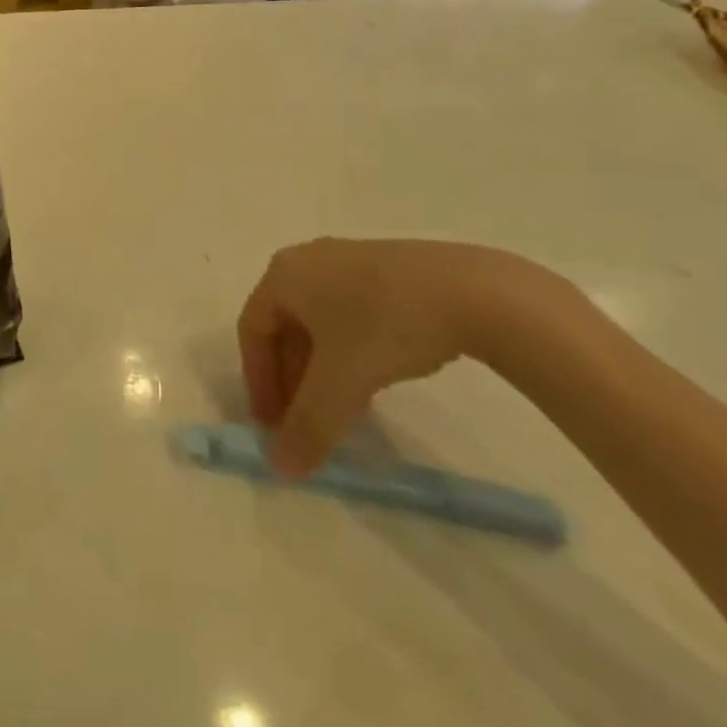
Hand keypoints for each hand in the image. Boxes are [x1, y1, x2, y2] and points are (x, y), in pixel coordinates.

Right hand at [237, 238, 577, 475]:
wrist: (475, 291)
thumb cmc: (386, 326)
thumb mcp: (342, 384)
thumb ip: (308, 426)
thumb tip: (280, 467)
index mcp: (284, 275)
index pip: (252, 330)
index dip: (257, 381)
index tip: (272, 424)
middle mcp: (309, 260)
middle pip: (284, 325)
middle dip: (290, 379)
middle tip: (303, 421)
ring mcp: (350, 259)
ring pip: (319, 321)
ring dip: (320, 369)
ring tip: (340, 408)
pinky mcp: (387, 267)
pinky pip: (349, 311)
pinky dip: (349, 350)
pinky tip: (375, 377)